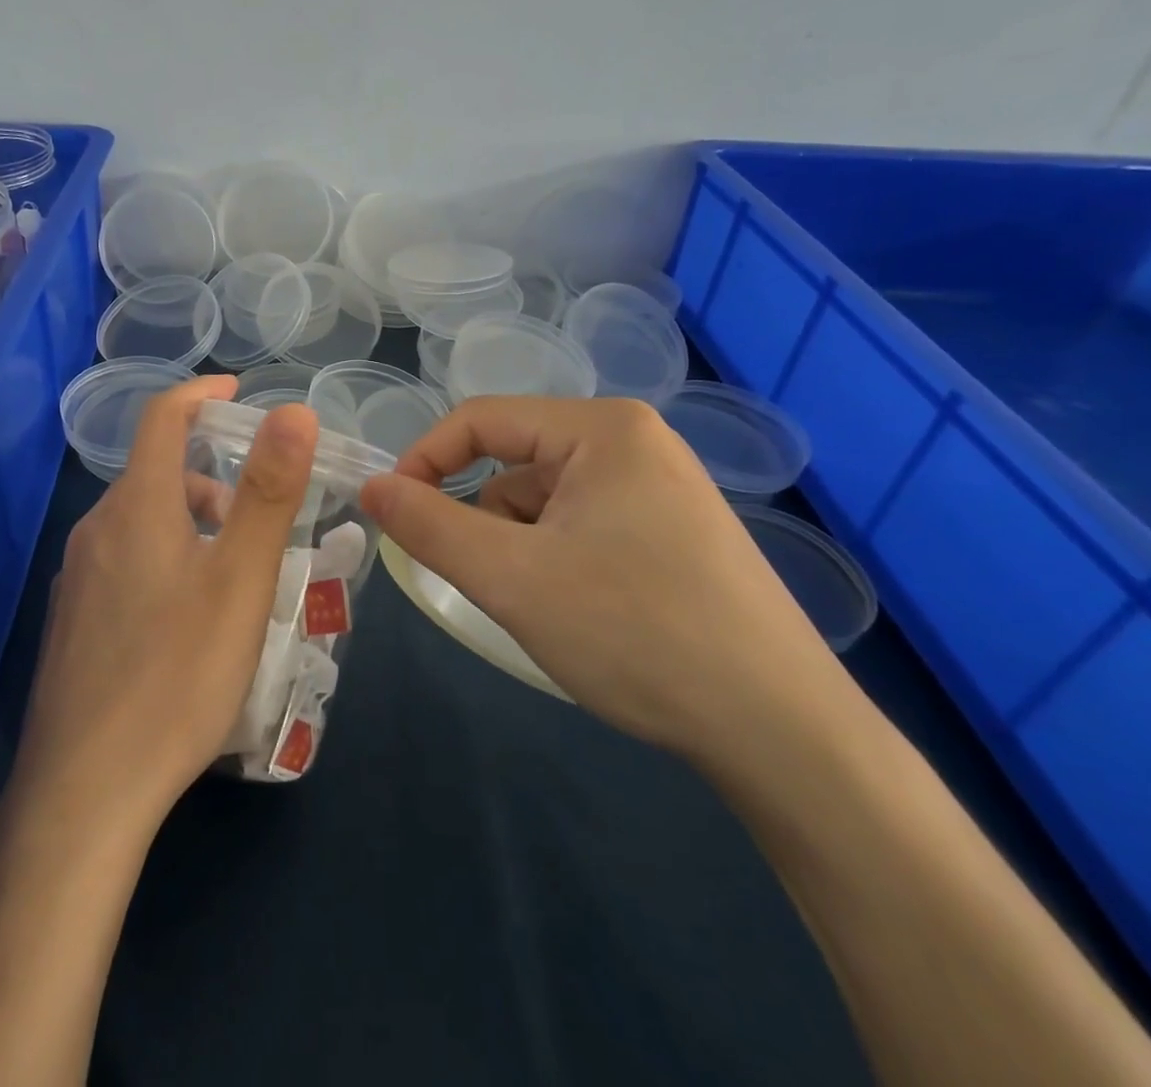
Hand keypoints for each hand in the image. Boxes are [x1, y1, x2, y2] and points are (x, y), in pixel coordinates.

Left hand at [10, 375, 317, 840]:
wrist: (85, 790)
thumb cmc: (177, 673)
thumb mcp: (241, 579)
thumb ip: (268, 490)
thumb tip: (294, 411)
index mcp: (136, 506)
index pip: (163, 417)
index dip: (201, 393)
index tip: (238, 391)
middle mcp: (97, 530)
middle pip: (158, 474)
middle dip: (213, 478)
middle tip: (261, 521)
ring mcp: (77, 578)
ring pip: (143, 523)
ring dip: (192, 525)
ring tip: (236, 579)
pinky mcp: (72, 621)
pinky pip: (126, 563)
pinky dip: (167, 560)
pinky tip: (189, 621)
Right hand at [359, 396, 842, 762]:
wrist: (780, 730)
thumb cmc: (634, 633)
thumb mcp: (510, 578)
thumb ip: (428, 525)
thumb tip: (371, 488)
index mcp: (602, 427)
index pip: (480, 419)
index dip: (424, 461)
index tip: (392, 516)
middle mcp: (634, 441)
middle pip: (516, 461)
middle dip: (484, 520)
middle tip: (487, 583)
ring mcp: (660, 486)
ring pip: (546, 498)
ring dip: (521, 544)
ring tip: (545, 607)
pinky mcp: (673, 530)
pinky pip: (583, 523)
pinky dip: (557, 558)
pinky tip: (583, 613)